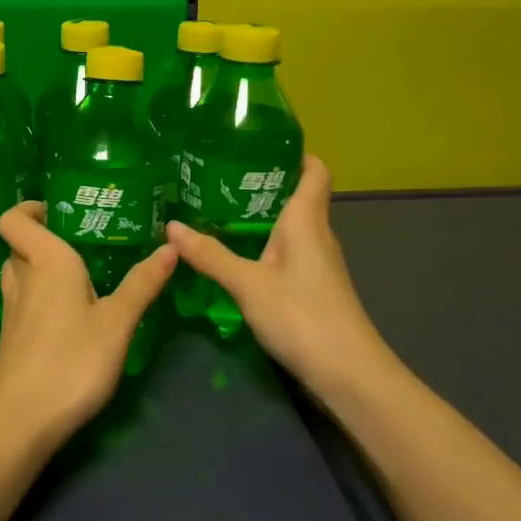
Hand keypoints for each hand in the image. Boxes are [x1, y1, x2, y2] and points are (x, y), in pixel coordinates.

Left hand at [0, 201, 176, 449]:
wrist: (21, 422)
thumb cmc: (72, 361)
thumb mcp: (118, 322)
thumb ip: (143, 283)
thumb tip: (170, 246)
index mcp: (45, 261)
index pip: (13, 218)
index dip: (27, 208)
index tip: (58, 210)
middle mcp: (23, 278)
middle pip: (20, 245)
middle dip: (45, 238)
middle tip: (83, 241)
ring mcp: (13, 310)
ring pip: (21, 274)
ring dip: (42, 268)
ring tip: (81, 275)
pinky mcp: (12, 338)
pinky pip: (24, 301)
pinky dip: (41, 297)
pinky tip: (70, 315)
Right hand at [165, 156, 387, 400]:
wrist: (349, 375)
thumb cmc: (303, 316)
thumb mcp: (248, 284)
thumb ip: (210, 255)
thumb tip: (170, 225)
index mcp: (306, 220)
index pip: (314, 170)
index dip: (293, 153)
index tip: (256, 144)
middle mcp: (316, 234)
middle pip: (297, 195)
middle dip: (262, 183)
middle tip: (217, 175)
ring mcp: (317, 264)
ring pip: (290, 226)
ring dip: (259, 217)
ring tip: (216, 209)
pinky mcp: (313, 288)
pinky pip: (286, 252)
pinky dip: (263, 246)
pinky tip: (235, 255)